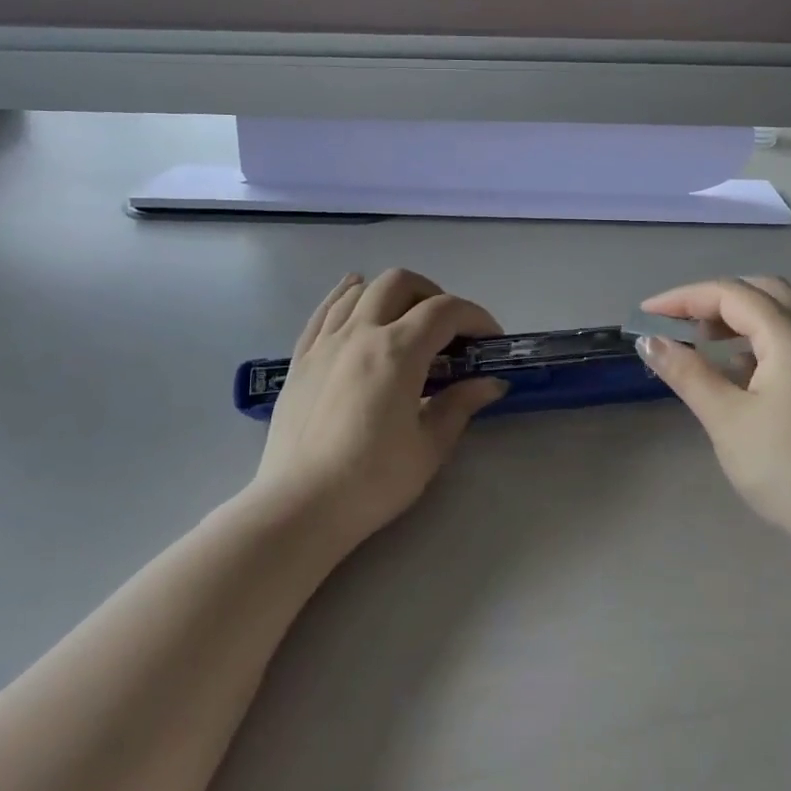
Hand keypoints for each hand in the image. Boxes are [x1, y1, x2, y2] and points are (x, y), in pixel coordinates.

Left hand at [252, 269, 506, 548]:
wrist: (299, 507)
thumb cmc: (372, 481)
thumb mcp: (429, 447)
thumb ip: (460, 404)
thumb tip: (491, 383)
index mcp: (398, 351)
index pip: (445, 311)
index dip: (476, 317)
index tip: (489, 341)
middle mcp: (360, 333)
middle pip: (400, 283)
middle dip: (433, 295)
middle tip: (448, 329)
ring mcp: (326, 342)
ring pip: (360, 289)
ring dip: (392, 294)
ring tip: (406, 319)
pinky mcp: (300, 358)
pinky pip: (325, 310)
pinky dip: (347, 295)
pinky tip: (356, 296)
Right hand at [636, 277, 790, 556]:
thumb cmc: (788, 469)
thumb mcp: (727, 420)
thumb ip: (687, 373)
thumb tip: (649, 341)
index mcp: (790, 338)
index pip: (731, 294)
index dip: (683, 298)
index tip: (645, 316)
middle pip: (761, 291)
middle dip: (714, 297)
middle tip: (678, 321)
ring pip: (777, 313)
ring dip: (735, 316)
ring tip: (698, 339)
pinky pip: (785, 339)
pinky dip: (752, 338)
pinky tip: (731, 368)